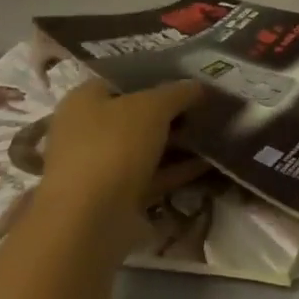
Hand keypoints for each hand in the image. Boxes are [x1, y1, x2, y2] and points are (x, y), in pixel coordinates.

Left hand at [38, 79, 209, 244]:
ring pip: (145, 147)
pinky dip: (176, 169)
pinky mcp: (114, 198)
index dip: (158, 77)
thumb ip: (179, 92)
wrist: (88, 222)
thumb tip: (199, 87)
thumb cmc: (114, 146)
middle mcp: (85, 131)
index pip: (125, 79)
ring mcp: (99, 167)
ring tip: (214, 131)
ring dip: (177, 141)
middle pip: (136, 114)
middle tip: (206, 106)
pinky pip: (151, 176)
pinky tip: (207, 162)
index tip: (191, 80)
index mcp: (84, 101)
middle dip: (171, 112)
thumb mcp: (154, 106)